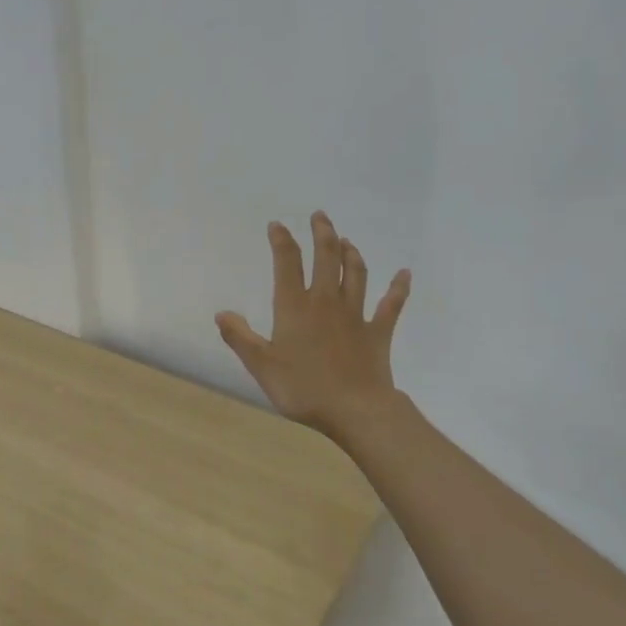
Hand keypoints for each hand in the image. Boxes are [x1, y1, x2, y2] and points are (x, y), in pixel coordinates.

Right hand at [216, 212, 410, 442]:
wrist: (355, 409)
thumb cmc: (303, 388)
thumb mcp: (261, 366)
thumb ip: (240, 338)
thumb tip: (221, 313)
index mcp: (295, 307)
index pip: (287, 263)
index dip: (281, 241)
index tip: (277, 225)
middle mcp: (326, 302)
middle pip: (327, 258)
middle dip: (322, 234)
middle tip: (320, 216)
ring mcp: (355, 315)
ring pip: (355, 274)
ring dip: (350, 253)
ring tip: (346, 240)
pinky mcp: (378, 332)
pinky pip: (391, 304)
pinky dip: (398, 287)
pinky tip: (404, 274)